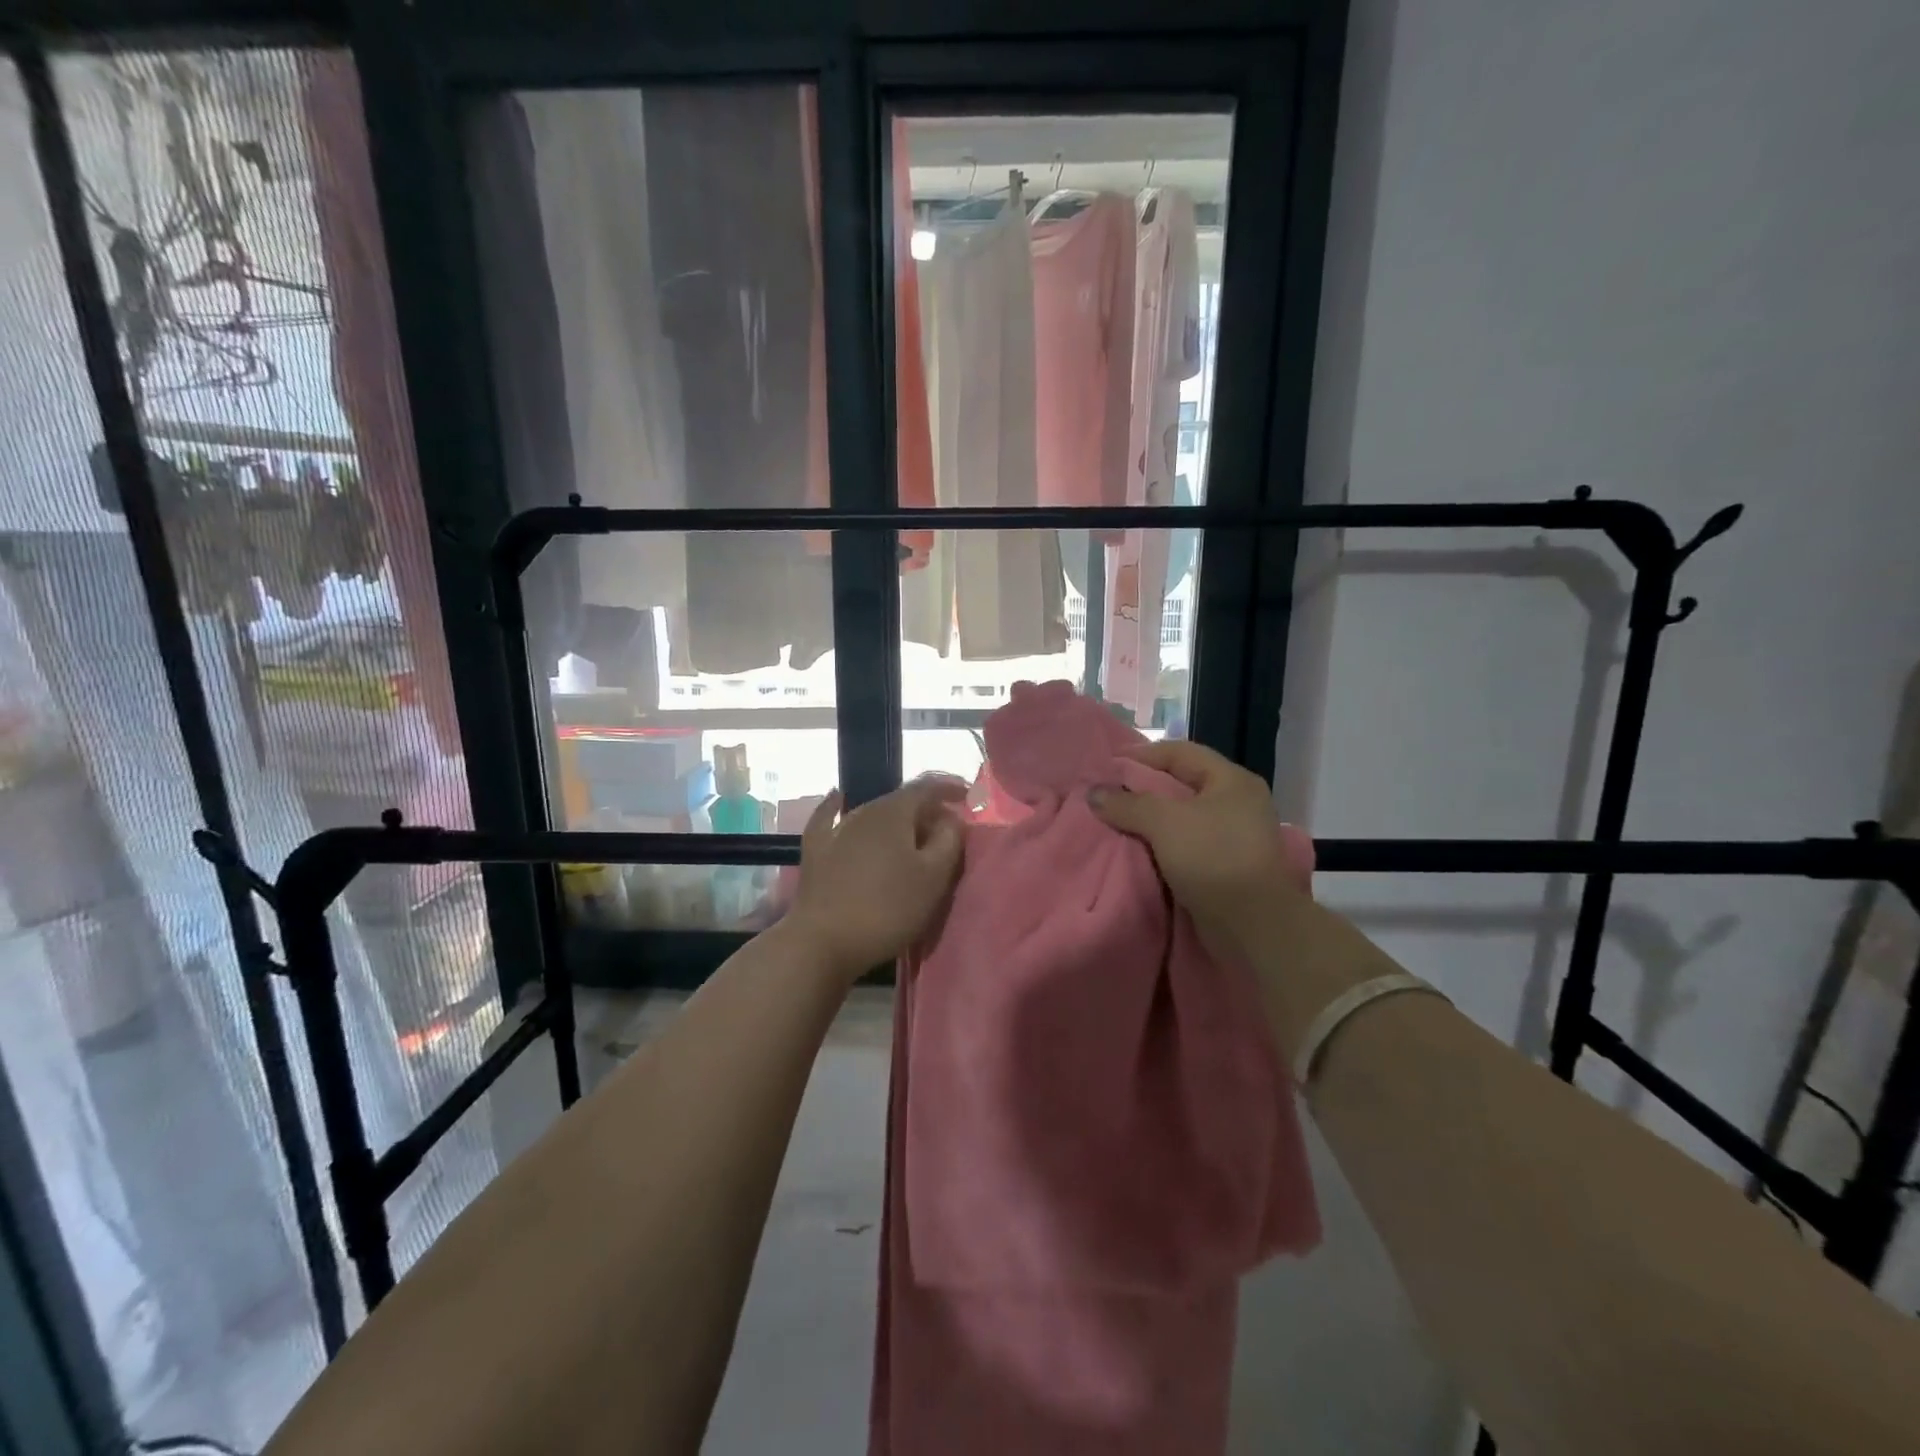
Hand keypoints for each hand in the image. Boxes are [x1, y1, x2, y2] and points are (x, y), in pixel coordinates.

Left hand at [781, 776, 967, 982]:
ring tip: (913, 835)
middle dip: (926, 809)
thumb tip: (952, 818)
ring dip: (897, 820)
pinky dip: (839, 807)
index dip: (949, 788)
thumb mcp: (934, 878)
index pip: (927, 787)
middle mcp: (863, 811)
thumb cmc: (887, 909)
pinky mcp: (815, 850)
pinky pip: (830, 819)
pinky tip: (837, 798)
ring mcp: (835, 829)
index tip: (968, 796)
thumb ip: (949, 841)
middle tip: (946, 829)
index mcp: (894, 812)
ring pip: (873, 813)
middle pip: (900, 801)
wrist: (822, 941)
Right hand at [1089, 740, 1303, 954]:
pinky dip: (1162, 843)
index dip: (1143, 754)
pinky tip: (1138, 848)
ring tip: (1117, 820)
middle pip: (1182, 784)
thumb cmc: (1213, 858)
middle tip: (1109, 792)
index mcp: (1232, 780)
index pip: (1181, 753)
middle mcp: (1238, 802)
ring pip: (1183, 816)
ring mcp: (1235, 835)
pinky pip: (1187, 843)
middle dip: (1143, 787)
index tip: (1109, 763)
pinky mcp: (1228, 864)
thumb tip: (1094, 793)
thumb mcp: (1164, 822)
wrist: (1253, 924)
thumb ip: (1127, 804)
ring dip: (1151, 818)